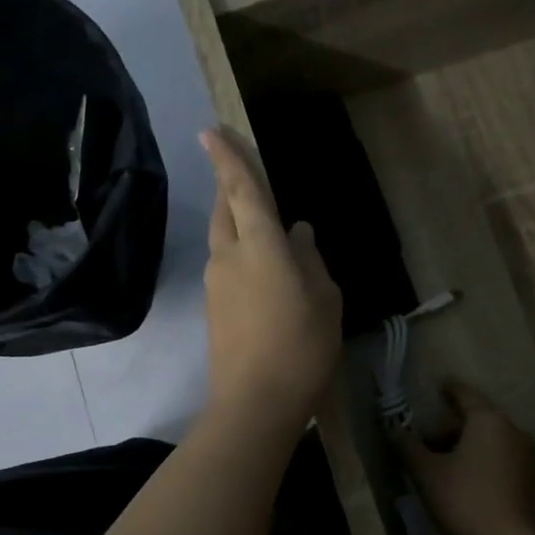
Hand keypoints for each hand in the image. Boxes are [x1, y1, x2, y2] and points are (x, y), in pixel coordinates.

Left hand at [199, 129, 342, 430]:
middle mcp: (230, 256)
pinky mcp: (213, 309)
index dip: (227, 158)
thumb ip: (311, 260)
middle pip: (225, 210)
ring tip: (259, 224)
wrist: (254, 403)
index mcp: (261, 246)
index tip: (210, 131)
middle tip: (237, 171)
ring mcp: (216, 284)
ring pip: (222, 238)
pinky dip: (239, 254)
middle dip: (229, 186)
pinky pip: (226, 266)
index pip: (241, 190)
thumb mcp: (324, 300)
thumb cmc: (301, 347)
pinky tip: (261, 269)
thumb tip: (298, 233)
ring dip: (235, 222)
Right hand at [397, 382, 534, 534]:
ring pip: (491, 440)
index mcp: (489, 420)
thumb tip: (394, 428)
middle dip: (452, 427)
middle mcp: (513, 430)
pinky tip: (466, 479)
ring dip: (467, 445)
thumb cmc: (464, 498)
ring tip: (443, 464)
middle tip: (428, 441)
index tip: (439, 386)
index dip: (449, 390)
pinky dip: (482, 460)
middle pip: (478, 419)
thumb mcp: (426, 472)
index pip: (465, 395)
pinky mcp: (531, 479)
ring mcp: (527, 455)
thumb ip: (408, 446)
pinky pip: (501, 458)